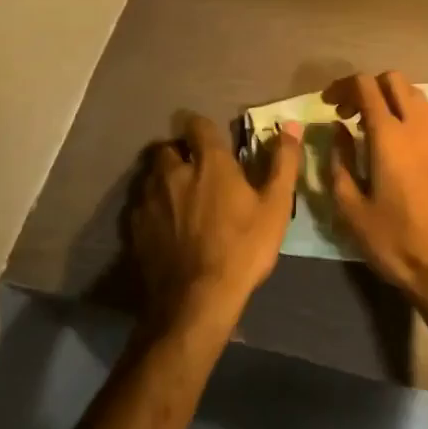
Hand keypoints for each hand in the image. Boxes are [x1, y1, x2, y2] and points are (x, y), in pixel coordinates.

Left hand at [127, 114, 303, 334]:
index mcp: (209, 162)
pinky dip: (151, 208)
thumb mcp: (275, 208)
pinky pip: (140, 206)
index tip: (212, 140)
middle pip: (167, 149)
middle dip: (178, 154)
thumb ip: (283, 163)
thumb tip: (292, 126)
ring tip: (177, 198)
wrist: (195, 303)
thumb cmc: (241, 249)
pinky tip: (164, 227)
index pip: (197, 125)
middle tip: (194, 170)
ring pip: (150, 176)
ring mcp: (150, 200)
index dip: (203, 128)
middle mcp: (173, 172)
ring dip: (163, 180)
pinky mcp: (135, 229)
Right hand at [324, 71, 427, 313]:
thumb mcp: (351, 208)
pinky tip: (397, 151)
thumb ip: (340, 161)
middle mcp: (418, 127)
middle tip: (349, 113)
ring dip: (390, 100)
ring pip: (415, 96)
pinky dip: (408, 120)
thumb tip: (338, 130)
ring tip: (371, 128)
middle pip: (394, 80)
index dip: (343, 86)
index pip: (366, 86)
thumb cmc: (394, 241)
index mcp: (390, 136)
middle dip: (368, 87)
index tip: (329, 103)